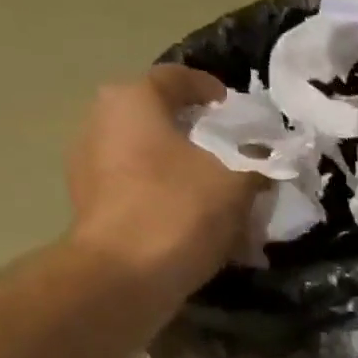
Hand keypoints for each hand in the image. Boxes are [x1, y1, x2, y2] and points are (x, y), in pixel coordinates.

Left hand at [65, 66, 260, 286]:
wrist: (123, 279)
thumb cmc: (179, 211)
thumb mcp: (236, 183)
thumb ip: (257, 164)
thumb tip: (267, 160)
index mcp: (132, 101)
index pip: (177, 78)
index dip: (212, 90)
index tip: (238, 112)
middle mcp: (101, 123)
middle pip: (160, 120)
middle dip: (200, 138)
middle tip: (234, 157)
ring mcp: (90, 169)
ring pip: (151, 160)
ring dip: (186, 174)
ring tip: (221, 198)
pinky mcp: (93, 210)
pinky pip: (141, 194)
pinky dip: (170, 202)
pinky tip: (198, 228)